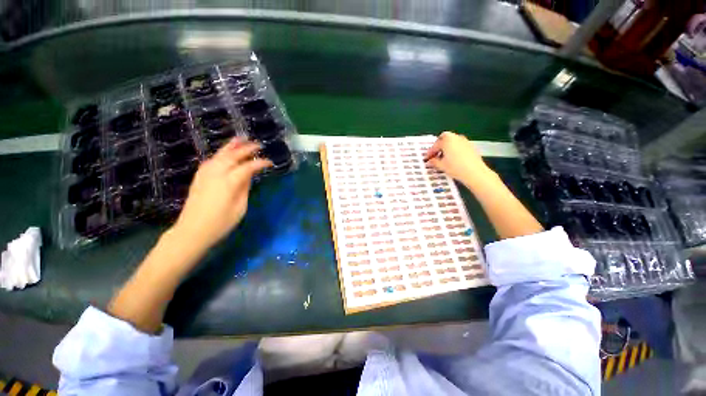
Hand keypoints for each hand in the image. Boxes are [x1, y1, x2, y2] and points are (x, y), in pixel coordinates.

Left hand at [171, 138, 271, 254]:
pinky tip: (225, 153)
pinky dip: (220, 154)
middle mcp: (216, 174)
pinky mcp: (199, 177)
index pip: (247, 167)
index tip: (270, 162)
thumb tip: (248, 176)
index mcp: (228, 183)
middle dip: (246, 148)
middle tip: (258, 145)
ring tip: (240, 139)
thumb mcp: (240, 208)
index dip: (260, 163)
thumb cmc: (220, 223)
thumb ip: (244, 189)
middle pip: (232, 156)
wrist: (192, 231)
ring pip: (219, 155)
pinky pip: (211, 160)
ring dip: (231, 146)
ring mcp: (205, 174)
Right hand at [424, 131, 493, 186]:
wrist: (474, 173)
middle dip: (439, 145)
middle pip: (445, 138)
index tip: (428, 158)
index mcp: (447, 140)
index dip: (430, 152)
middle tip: (435, 154)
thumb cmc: (456, 167)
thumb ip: (434, 162)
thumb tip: (430, 161)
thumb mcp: (441, 166)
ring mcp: (465, 141)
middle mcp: (456, 138)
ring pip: (453, 141)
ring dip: (447, 147)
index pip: (435, 145)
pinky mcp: (471, 147)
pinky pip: (459, 145)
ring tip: (443, 158)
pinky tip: (453, 159)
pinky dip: (454, 149)